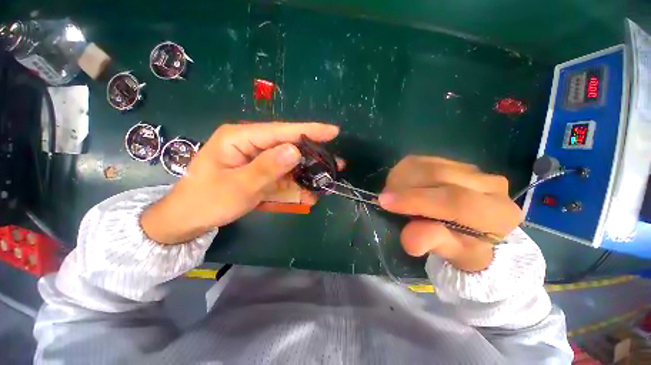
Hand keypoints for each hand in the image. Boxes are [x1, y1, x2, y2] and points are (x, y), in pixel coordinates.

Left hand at [141, 122, 339, 243]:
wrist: (189, 219)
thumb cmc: (207, 201)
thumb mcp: (238, 186)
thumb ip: (267, 168)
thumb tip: (295, 150)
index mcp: (241, 138)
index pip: (281, 131)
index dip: (309, 130)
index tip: (333, 131)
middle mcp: (251, 144)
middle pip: (288, 146)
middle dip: (312, 156)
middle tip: (335, 164)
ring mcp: (257, 159)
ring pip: (288, 163)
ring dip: (306, 174)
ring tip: (325, 182)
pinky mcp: (260, 172)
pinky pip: (282, 176)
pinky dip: (295, 186)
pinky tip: (308, 194)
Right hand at [378, 156, 522, 271]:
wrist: (474, 231)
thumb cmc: (465, 248)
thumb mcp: (452, 254)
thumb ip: (435, 243)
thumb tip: (409, 239)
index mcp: (497, 213)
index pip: (456, 200)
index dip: (416, 200)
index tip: (385, 202)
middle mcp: (490, 184)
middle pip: (439, 176)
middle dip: (404, 187)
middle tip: (384, 200)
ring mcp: (471, 169)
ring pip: (426, 164)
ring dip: (401, 178)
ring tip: (393, 195)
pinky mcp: (453, 162)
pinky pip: (421, 161)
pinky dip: (403, 172)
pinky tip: (401, 186)